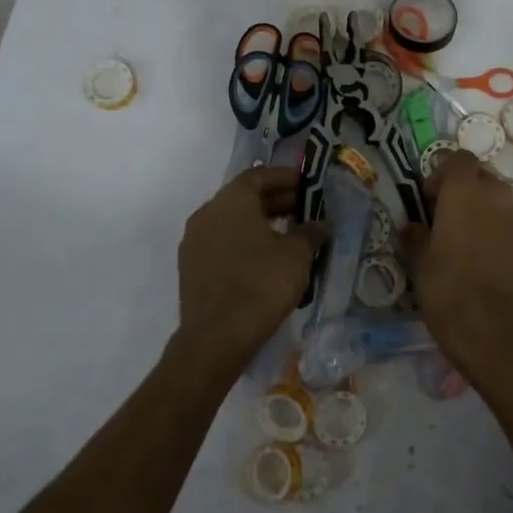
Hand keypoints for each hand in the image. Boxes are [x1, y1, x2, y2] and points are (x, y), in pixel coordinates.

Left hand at [175, 166, 327, 374]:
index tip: (307, 184)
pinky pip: (222, 242)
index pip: (258, 175)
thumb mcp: (297, 254)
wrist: (216, 337)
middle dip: (275, 200)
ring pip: (232, 221)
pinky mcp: (191, 267)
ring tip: (289, 235)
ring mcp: (194, 241)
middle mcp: (207, 213)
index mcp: (230, 201)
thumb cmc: (261, 284)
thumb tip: (321, 224)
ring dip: (260, 222)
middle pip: (244, 197)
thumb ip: (310, 232)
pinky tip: (266, 258)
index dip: (285, 177)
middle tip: (304, 210)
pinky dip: (244, 242)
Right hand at [399, 152, 512, 379]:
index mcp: (465, 190)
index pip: (458, 159)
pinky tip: (483, 259)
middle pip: (481, 176)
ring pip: (498, 199)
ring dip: (482, 210)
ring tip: (463, 240)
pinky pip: (510, 223)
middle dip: (463, 189)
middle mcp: (497, 194)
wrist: (502, 334)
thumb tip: (412, 228)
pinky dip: (496, 231)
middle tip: (444, 217)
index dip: (441, 173)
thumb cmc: (450, 292)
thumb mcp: (420, 265)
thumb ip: (415, 237)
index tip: (428, 198)